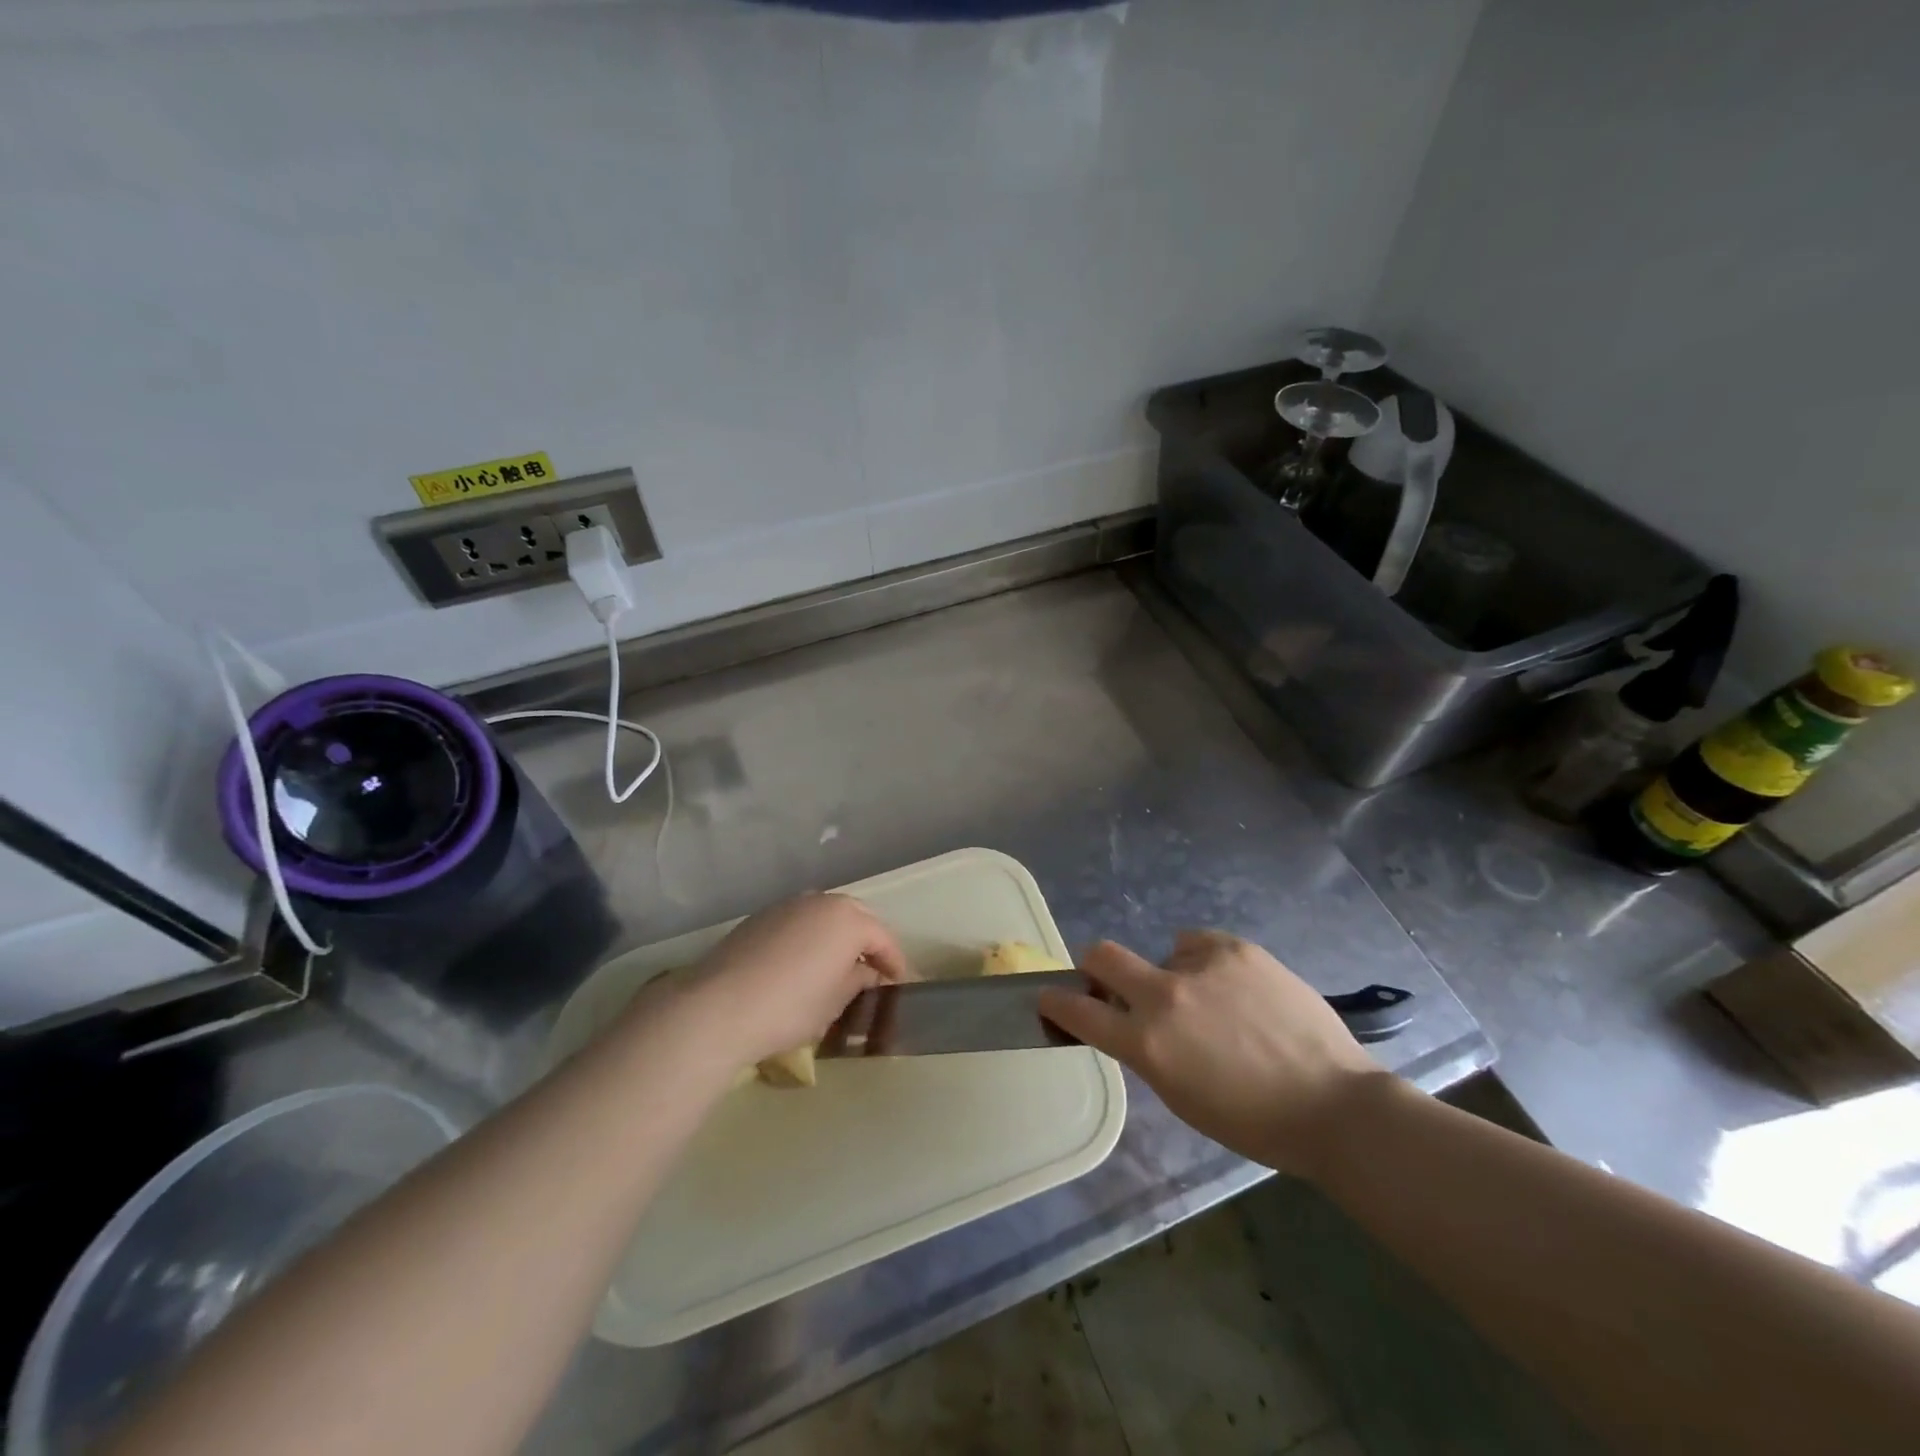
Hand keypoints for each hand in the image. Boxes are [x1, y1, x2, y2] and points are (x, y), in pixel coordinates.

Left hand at [671, 893, 907, 1068]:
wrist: (720, 1006)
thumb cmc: (791, 1006)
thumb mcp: (835, 1002)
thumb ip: (857, 981)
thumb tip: (865, 973)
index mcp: (849, 919)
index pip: (884, 939)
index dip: (894, 964)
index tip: (898, 985)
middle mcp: (821, 901)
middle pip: (856, 918)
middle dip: (866, 943)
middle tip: (870, 972)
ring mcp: (788, 905)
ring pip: (824, 916)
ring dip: (835, 937)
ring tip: (834, 966)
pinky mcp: (760, 916)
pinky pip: (797, 922)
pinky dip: (807, 938)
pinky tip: (800, 963)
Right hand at [1036, 931, 1383, 1177]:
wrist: (1333, 1103)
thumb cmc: (1252, 1121)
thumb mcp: (1180, 1096)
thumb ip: (1145, 1051)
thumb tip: (1128, 1021)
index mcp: (1147, 1042)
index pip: (1078, 1011)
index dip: (1056, 1002)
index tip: (1048, 997)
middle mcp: (1165, 994)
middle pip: (1102, 955)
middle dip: (1095, 967)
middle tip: (1112, 983)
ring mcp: (1201, 964)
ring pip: (1163, 953)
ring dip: (1172, 975)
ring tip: (1215, 1004)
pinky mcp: (1236, 948)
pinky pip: (1198, 944)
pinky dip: (1204, 962)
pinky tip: (1234, 987)